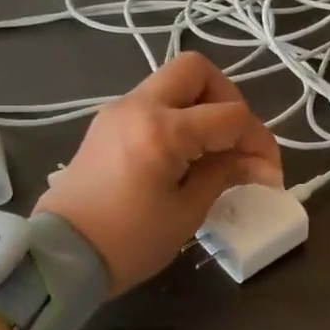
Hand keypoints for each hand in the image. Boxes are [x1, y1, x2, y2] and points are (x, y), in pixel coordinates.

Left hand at [35, 53, 281, 293]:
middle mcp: (138, 106)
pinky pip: (153, 102)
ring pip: (173, 82)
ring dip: (202, 106)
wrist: (59, 258)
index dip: (259, 140)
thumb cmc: (128, 242)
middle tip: (236, 140)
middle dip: (228, 99)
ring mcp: (118, 111)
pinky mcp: (107, 123)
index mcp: (162, 130)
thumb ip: (224, 174)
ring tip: (214, 150)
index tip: (269, 173)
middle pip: (197, 70)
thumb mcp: (187, 211)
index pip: (230, 115)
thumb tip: (259, 165)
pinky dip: (179, 116)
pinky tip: (186, 153)